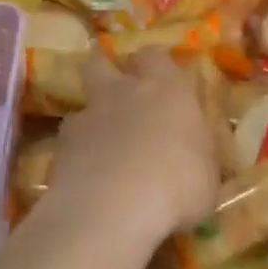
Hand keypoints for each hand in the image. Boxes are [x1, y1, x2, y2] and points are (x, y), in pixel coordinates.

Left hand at [42, 49, 219, 252]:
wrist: (112, 212)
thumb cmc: (177, 187)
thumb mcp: (207, 174)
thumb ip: (196, 153)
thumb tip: (193, 152)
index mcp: (166, 90)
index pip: (154, 56)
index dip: (153, 64)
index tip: (158, 77)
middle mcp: (122, 93)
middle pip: (100, 63)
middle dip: (104, 70)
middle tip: (115, 91)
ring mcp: (86, 118)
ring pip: (82, 106)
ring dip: (91, 120)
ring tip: (100, 147)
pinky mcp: (60, 148)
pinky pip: (68, 143)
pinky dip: (77, 155)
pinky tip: (86, 177)